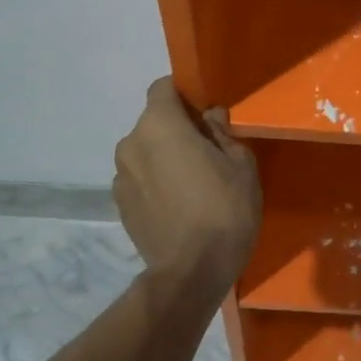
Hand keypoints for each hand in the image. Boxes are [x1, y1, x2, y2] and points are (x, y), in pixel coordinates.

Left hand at [113, 77, 261, 288]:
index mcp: (159, 124)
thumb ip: (222, 132)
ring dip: (163, 157)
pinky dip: (155, 182)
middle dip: (176, 129)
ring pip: (145, 152)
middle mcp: (131, 143)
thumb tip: (210, 117)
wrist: (191, 272)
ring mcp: (120, 176)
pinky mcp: (119, 205)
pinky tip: (177, 205)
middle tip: (206, 151)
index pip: (162, 88)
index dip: (184, 95)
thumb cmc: (223, 209)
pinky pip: (139, 179)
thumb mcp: (241, 164)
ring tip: (191, 183)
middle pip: (154, 121)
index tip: (205, 113)